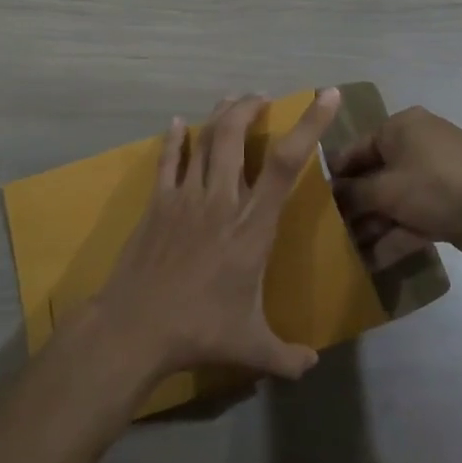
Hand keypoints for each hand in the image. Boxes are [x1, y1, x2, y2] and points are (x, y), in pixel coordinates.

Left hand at [90, 89, 340, 388]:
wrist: (135, 328)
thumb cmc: (199, 332)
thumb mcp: (252, 348)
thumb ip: (287, 356)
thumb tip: (312, 366)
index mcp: (252, 226)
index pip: (286, 163)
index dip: (310, 125)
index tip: (326, 96)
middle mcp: (221, 200)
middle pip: (236, 136)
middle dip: (251, 107)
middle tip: (262, 98)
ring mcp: (185, 198)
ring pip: (205, 140)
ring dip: (220, 115)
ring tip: (233, 100)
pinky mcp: (157, 203)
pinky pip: (168, 160)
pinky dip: (175, 139)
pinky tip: (178, 124)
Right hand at [330, 106, 461, 265]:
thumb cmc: (437, 186)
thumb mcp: (386, 189)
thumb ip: (354, 193)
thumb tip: (330, 195)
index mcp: (401, 127)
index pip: (357, 148)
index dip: (336, 175)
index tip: (314, 200)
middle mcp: (417, 144)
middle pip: (375, 175)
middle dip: (355, 205)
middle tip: (329, 230)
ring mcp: (435, 175)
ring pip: (394, 199)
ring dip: (373, 224)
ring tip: (346, 251)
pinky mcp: (448, 202)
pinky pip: (413, 216)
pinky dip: (395, 235)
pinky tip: (373, 261)